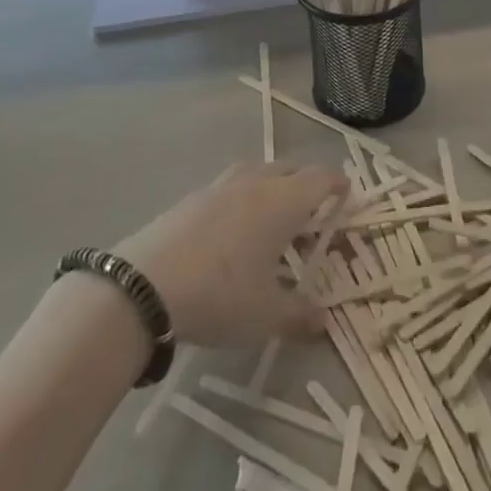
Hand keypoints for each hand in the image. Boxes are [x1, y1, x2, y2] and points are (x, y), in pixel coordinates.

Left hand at [115, 163, 346, 346]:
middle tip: (312, 214)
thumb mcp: (266, 315)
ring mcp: (220, 186)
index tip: (347, 195)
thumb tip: (323, 321)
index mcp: (283, 201)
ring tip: (272, 220)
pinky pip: (229, 188)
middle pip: (291, 169)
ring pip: (258, 174)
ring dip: (272, 188)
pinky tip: (231, 232)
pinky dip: (241, 199)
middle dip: (306, 186)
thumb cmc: (220, 295)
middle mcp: (256, 183)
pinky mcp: (192, 197)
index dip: (338, 185)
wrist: (144, 287)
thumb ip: (299, 315)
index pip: (321, 179)